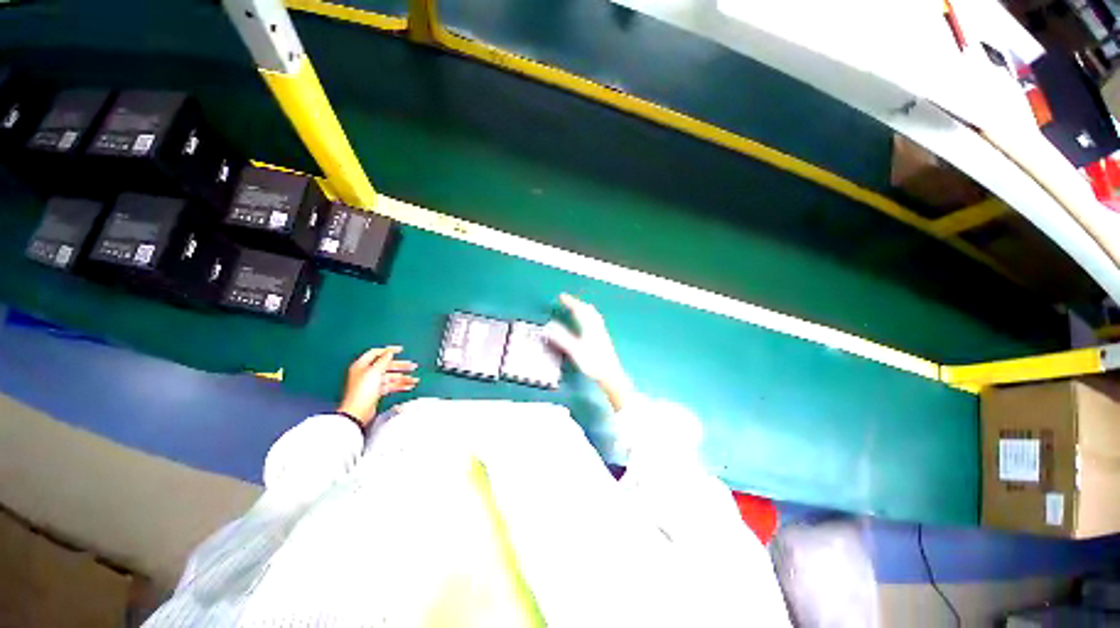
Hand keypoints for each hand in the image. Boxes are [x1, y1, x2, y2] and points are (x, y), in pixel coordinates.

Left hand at [337, 346, 417, 426]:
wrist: (358, 411)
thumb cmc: (363, 390)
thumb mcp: (374, 371)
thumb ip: (383, 360)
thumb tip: (389, 352)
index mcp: (362, 365)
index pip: (376, 353)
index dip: (388, 350)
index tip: (400, 350)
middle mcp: (366, 373)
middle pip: (386, 366)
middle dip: (401, 366)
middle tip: (412, 366)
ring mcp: (371, 383)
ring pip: (390, 377)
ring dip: (403, 377)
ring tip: (414, 379)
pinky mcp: (376, 392)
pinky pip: (390, 386)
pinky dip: (399, 386)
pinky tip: (408, 386)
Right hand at [545, 294, 633, 411]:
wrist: (610, 374)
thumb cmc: (592, 362)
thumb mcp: (574, 350)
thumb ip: (562, 337)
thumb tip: (550, 326)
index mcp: (589, 326)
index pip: (579, 309)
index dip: (570, 301)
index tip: (562, 296)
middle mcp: (596, 326)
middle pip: (588, 309)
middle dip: (577, 303)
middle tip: (567, 301)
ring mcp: (601, 331)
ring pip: (593, 314)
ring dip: (584, 308)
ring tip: (576, 307)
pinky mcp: (603, 337)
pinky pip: (595, 319)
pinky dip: (588, 314)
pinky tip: (587, 322)